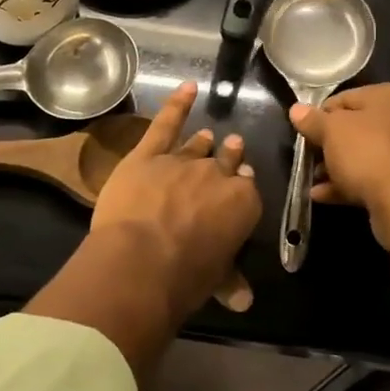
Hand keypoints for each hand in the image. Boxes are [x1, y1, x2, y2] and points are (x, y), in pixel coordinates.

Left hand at [91, 82, 261, 318]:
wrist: (143, 259)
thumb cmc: (185, 276)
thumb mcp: (215, 280)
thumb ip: (230, 282)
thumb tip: (243, 302)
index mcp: (242, 205)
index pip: (246, 190)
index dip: (241, 188)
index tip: (238, 185)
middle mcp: (216, 176)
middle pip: (226, 162)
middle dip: (230, 156)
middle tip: (233, 148)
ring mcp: (182, 161)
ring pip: (197, 146)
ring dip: (204, 142)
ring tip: (208, 135)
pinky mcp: (148, 154)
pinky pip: (166, 123)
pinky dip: (177, 104)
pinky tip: (187, 88)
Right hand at [290, 84, 389, 242]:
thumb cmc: (367, 153)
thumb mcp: (331, 131)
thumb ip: (312, 119)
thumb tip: (296, 110)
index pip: (346, 98)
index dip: (320, 115)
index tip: (304, 132)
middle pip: (355, 127)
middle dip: (327, 144)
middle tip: (307, 156)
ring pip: (363, 154)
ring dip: (334, 166)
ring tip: (312, 179)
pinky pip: (372, 176)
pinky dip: (348, 183)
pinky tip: (322, 195)